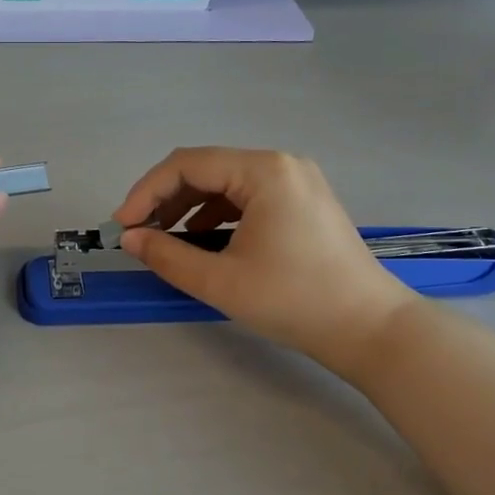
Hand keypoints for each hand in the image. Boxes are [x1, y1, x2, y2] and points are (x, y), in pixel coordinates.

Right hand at [111, 148, 414, 360]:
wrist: (371, 330)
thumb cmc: (295, 301)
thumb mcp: (221, 281)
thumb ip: (167, 255)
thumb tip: (130, 239)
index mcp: (263, 171)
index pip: (187, 164)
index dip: (146, 192)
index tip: (123, 226)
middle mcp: (280, 164)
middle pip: (206, 168)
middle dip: (166, 198)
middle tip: (139, 233)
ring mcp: (296, 181)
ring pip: (225, 182)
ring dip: (189, 206)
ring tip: (164, 238)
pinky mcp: (303, 201)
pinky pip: (247, 196)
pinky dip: (217, 213)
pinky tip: (202, 239)